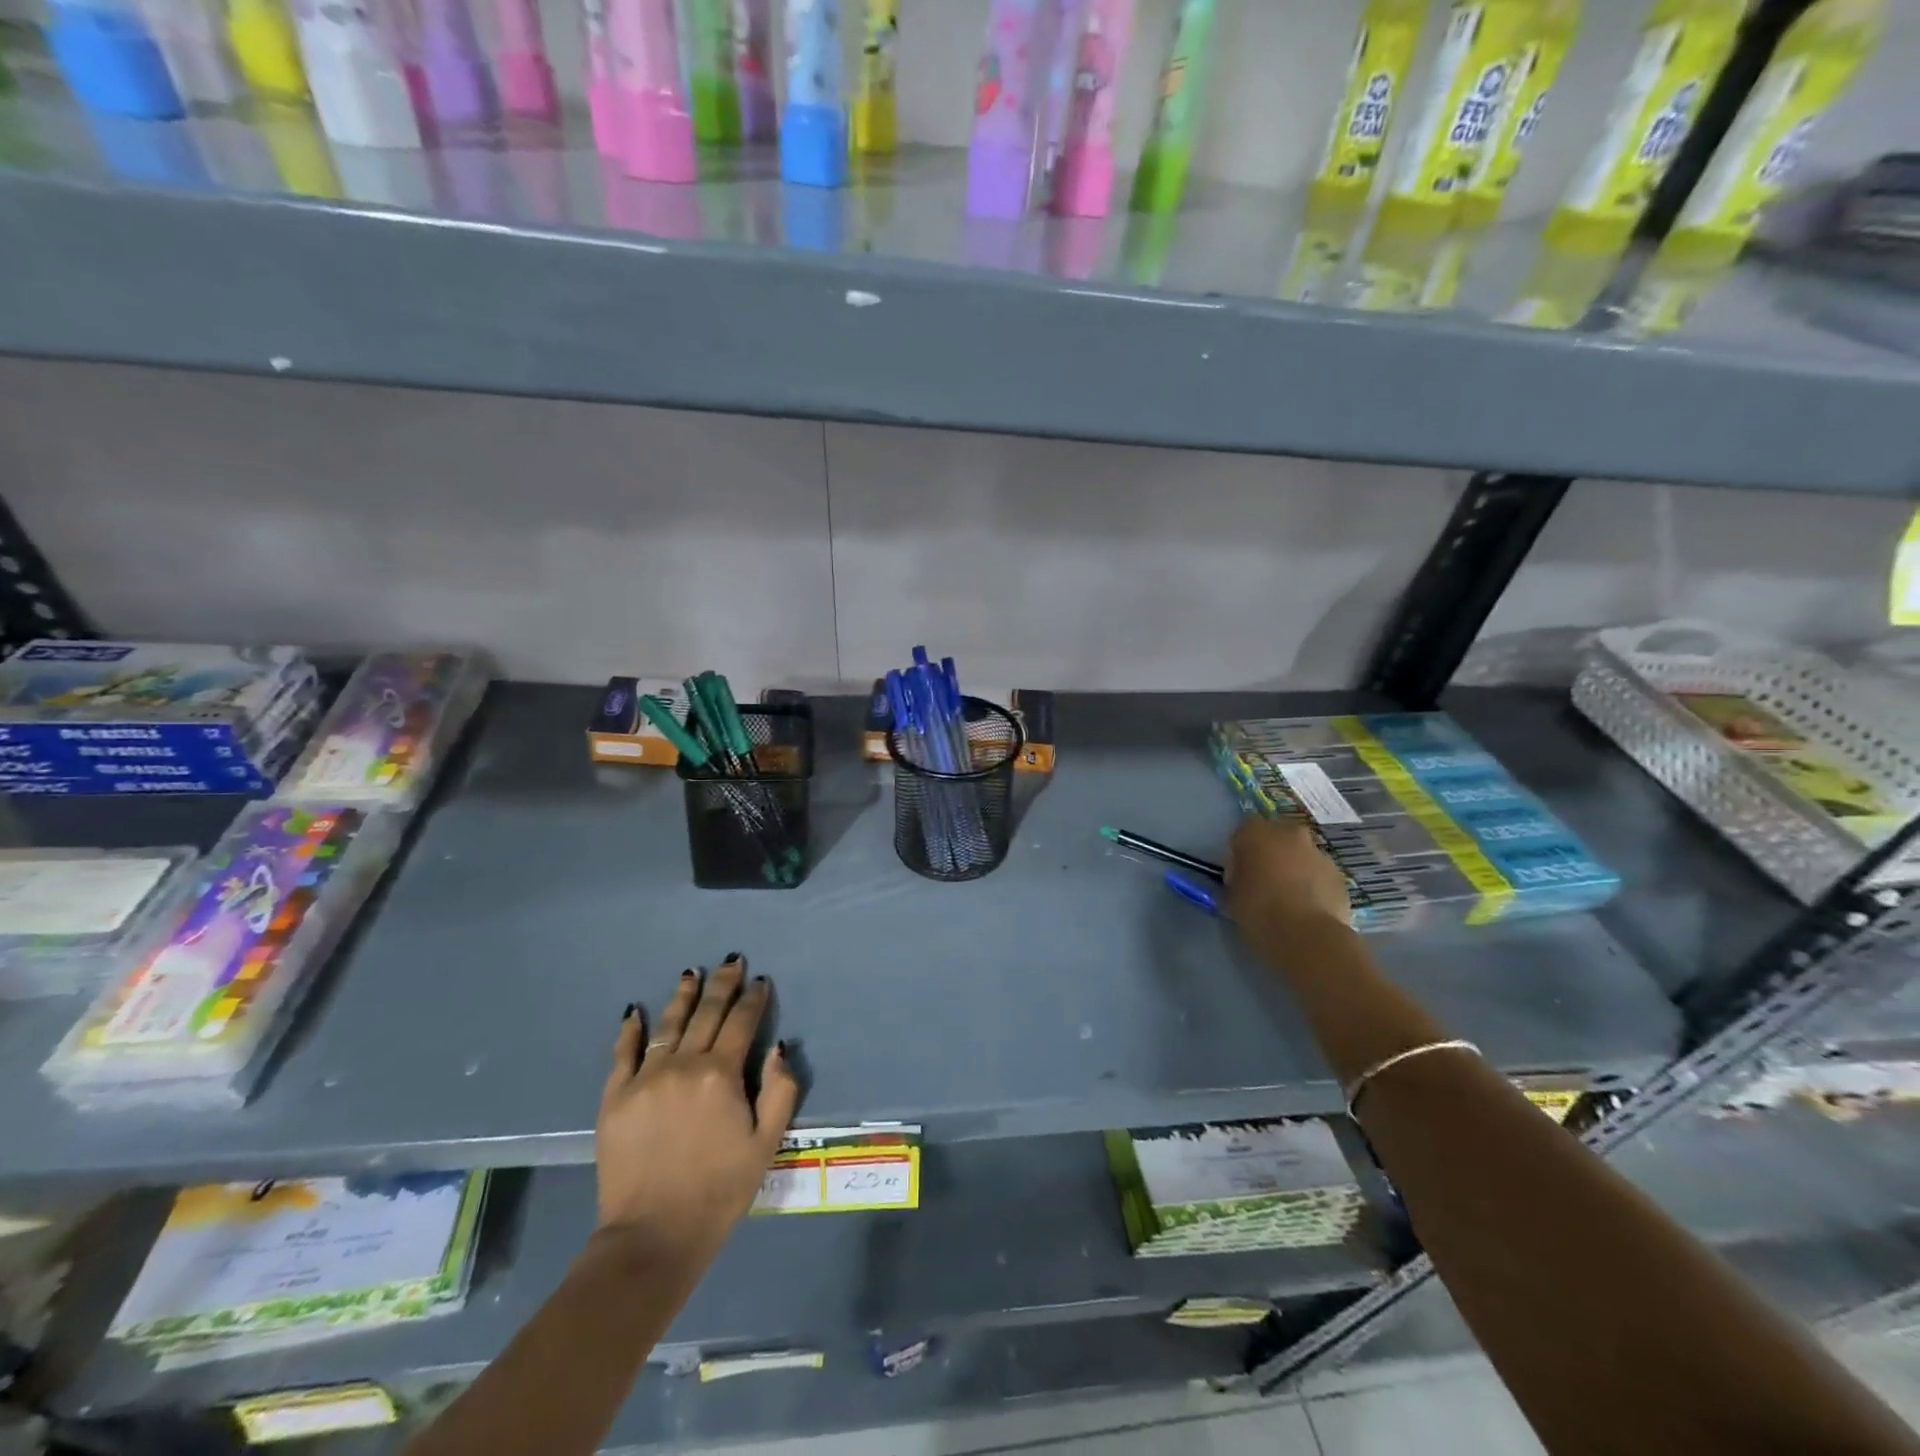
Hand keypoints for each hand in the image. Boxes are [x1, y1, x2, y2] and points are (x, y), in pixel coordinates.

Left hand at [596, 954, 797, 1263]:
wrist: (652, 1236)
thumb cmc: (719, 1190)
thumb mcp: (767, 1144)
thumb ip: (780, 1091)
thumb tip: (780, 1048)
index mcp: (721, 1075)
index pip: (742, 1023)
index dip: (753, 1000)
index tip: (760, 981)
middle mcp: (683, 1065)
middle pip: (707, 1014)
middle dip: (723, 984)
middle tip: (732, 961)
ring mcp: (645, 1078)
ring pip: (668, 1024)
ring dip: (683, 996)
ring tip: (692, 973)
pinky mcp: (614, 1098)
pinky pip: (623, 1054)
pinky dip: (630, 1030)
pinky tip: (635, 1011)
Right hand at [1226, 817, 1352, 955]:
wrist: (1308, 937)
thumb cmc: (1259, 911)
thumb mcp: (1232, 893)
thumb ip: (1237, 875)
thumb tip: (1245, 873)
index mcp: (1258, 834)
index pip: (1245, 830)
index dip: (1242, 849)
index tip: (1240, 870)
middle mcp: (1290, 834)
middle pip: (1278, 836)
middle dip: (1272, 853)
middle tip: (1265, 880)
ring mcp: (1319, 853)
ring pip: (1302, 855)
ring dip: (1295, 868)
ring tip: (1289, 899)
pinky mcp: (1340, 875)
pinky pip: (1320, 874)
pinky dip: (1314, 885)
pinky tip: (1308, 909)